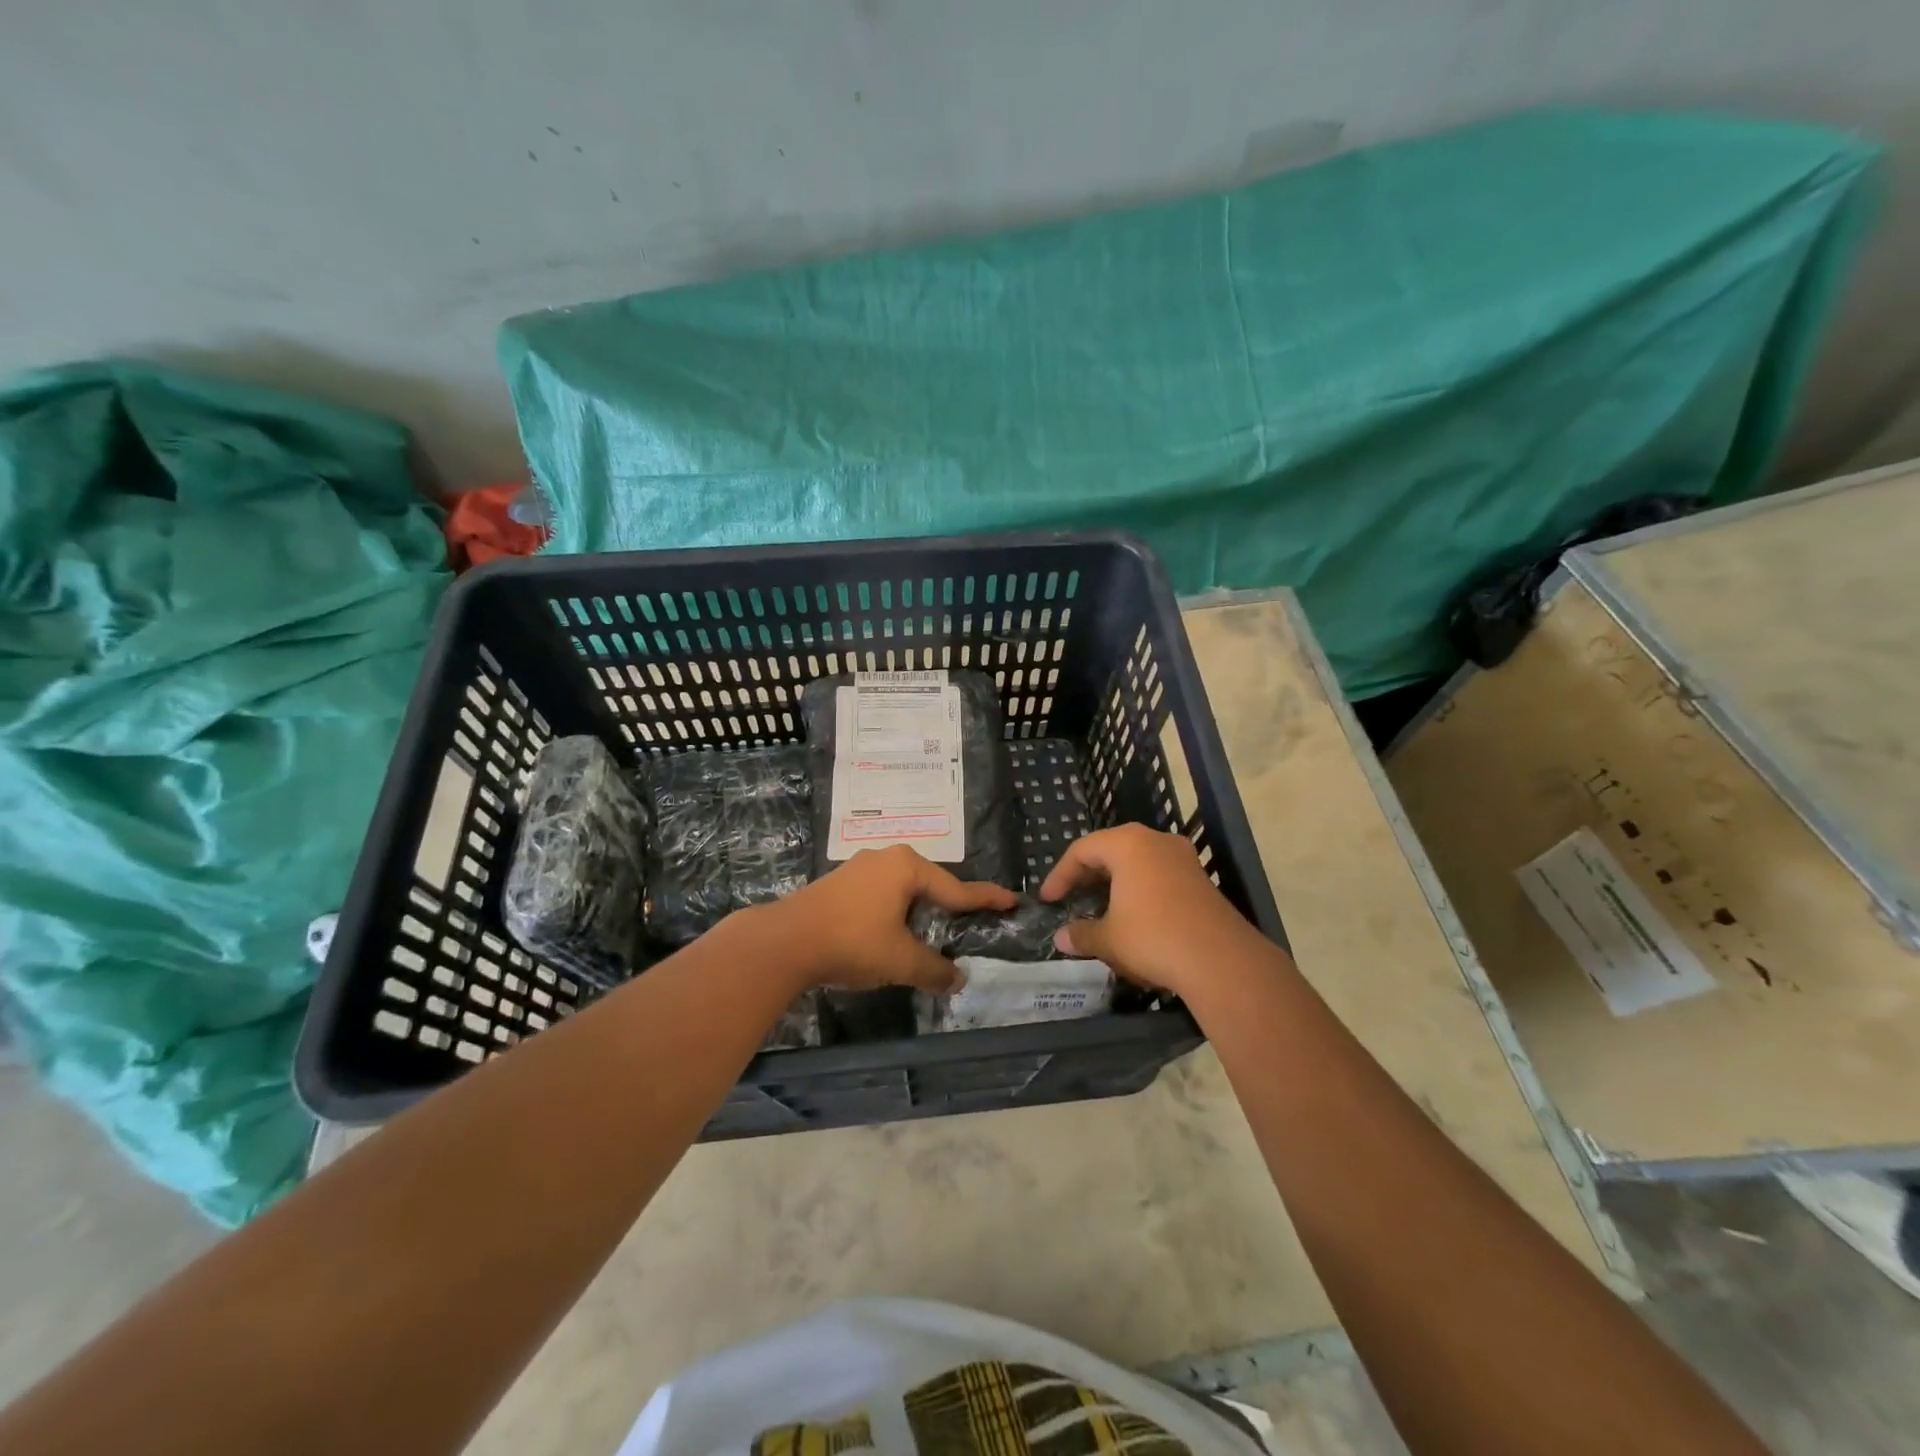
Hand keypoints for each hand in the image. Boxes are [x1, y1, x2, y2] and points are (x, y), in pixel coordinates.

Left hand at [763, 845, 1018, 993]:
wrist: (784, 942)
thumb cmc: (853, 942)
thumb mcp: (900, 960)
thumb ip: (933, 970)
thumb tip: (957, 980)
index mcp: (907, 867)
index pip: (957, 888)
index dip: (986, 899)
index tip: (1012, 900)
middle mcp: (886, 858)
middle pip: (930, 885)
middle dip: (950, 905)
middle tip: (971, 921)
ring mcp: (859, 869)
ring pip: (902, 890)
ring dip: (919, 912)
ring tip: (933, 932)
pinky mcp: (839, 885)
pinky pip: (881, 896)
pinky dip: (895, 913)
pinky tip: (893, 932)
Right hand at [1038, 824, 1267, 996]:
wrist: (1221, 961)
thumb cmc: (1153, 937)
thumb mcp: (1109, 938)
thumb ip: (1081, 934)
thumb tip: (1061, 938)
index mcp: (1128, 844)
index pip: (1082, 849)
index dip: (1060, 874)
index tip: (1048, 899)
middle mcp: (1156, 841)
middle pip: (1111, 850)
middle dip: (1087, 876)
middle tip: (1070, 899)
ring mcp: (1183, 858)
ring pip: (1137, 863)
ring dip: (1114, 884)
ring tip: (1099, 908)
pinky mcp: (1200, 880)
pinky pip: (1158, 876)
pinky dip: (1138, 890)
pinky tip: (1133, 917)